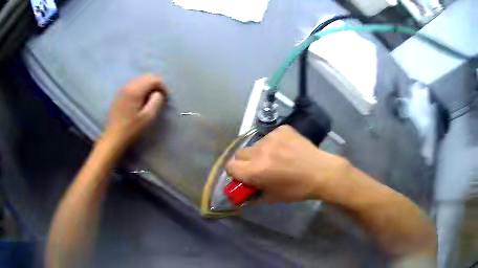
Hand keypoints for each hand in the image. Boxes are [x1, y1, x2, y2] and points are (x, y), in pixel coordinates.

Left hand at [103, 74, 167, 146]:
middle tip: (160, 98)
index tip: (166, 98)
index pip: (153, 79)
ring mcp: (122, 89)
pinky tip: (140, 100)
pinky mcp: (119, 94)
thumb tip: (158, 93)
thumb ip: (156, 102)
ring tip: (151, 99)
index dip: (162, 87)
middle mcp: (128, 86)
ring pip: (139, 80)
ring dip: (148, 86)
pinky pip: (133, 84)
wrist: (114, 137)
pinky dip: (140, 88)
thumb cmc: (131, 129)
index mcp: (135, 90)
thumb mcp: (148, 117)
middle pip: (146, 76)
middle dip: (156, 85)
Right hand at [226, 125, 349, 202]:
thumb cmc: (297, 189)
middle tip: (259, 168)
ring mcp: (272, 137)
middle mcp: (260, 151)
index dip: (235, 173)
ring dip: (260, 152)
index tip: (243, 176)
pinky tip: (286, 149)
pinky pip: (270, 136)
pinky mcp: (282, 129)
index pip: (230, 166)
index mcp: (255, 170)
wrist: (321, 172)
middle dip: (245, 162)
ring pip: (256, 144)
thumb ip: (253, 195)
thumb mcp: (272, 197)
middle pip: (240, 153)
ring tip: (276, 158)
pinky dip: (274, 143)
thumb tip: (241, 195)